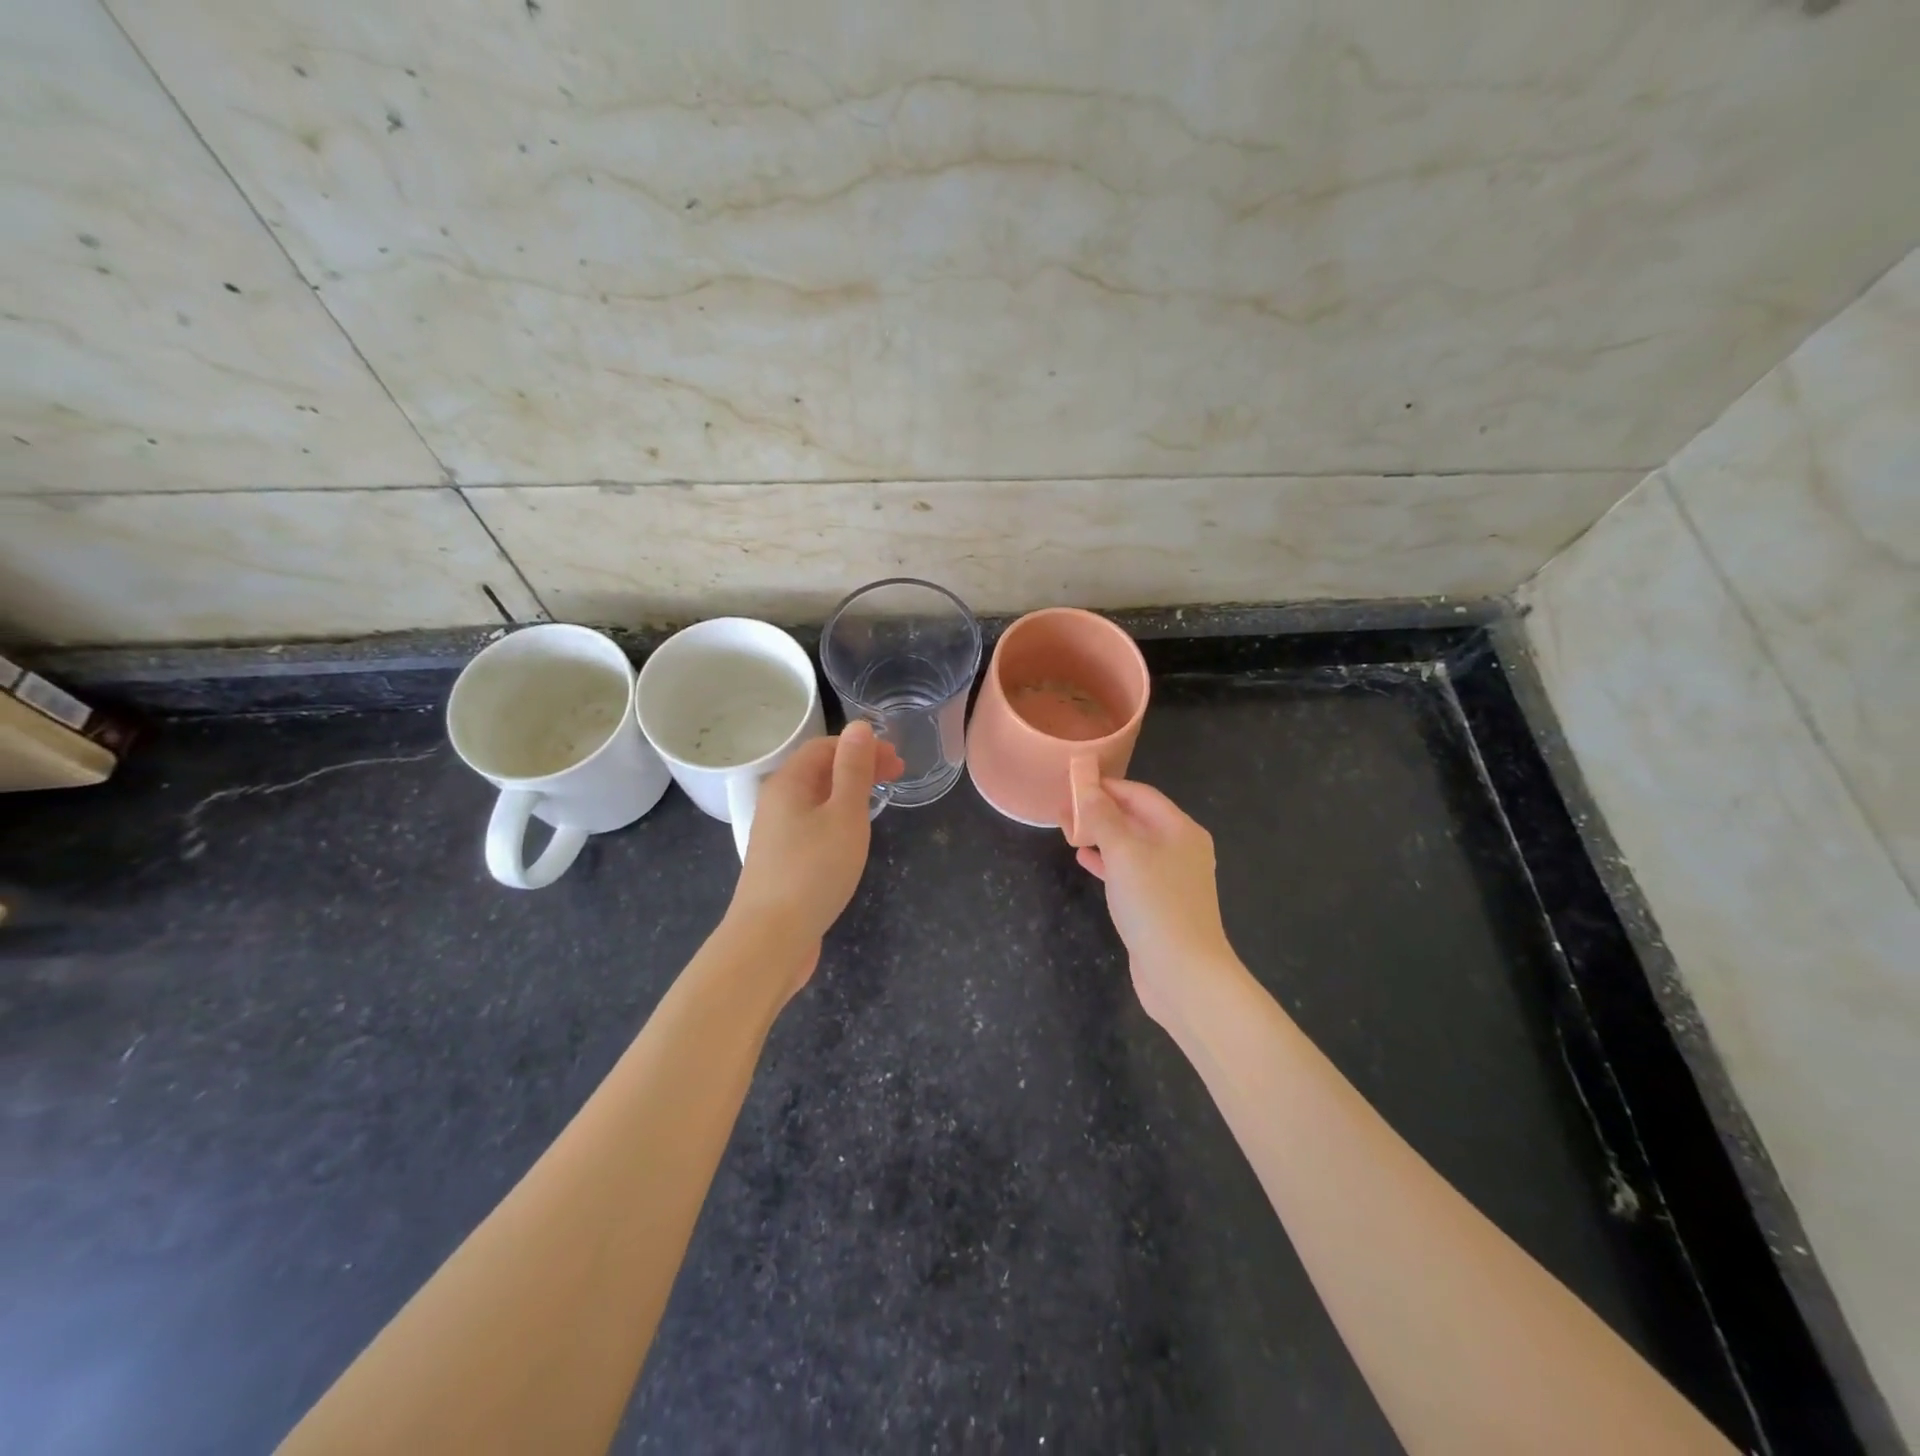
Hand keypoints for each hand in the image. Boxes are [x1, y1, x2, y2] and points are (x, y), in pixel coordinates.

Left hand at [728, 724, 902, 988]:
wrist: (770, 938)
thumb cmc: (814, 870)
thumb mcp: (844, 814)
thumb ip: (853, 769)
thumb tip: (859, 726)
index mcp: (789, 782)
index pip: (825, 746)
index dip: (862, 747)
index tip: (897, 761)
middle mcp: (777, 801)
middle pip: (819, 770)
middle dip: (858, 767)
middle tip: (897, 776)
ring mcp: (776, 833)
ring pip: (816, 799)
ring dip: (849, 793)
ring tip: (880, 802)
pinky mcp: (781, 861)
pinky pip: (812, 824)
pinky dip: (837, 818)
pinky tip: (853, 836)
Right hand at [1071, 778, 1239, 1026]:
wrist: (1183, 973)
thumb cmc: (1155, 904)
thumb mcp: (1124, 853)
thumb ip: (1103, 818)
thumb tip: (1087, 789)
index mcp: (1180, 829)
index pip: (1140, 794)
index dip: (1107, 786)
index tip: (1073, 782)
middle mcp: (1179, 849)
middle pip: (1136, 818)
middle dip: (1100, 810)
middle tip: (1063, 808)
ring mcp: (1170, 878)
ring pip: (1130, 845)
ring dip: (1100, 835)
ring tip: (1067, 829)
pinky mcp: (1158, 903)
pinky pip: (1129, 871)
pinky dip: (1107, 862)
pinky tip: (1084, 859)